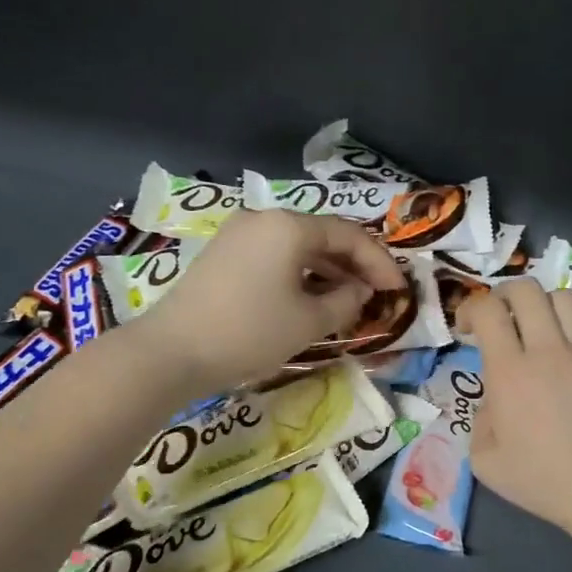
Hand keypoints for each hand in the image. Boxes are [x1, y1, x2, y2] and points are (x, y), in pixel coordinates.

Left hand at [141, 208, 405, 394]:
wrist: (172, 351)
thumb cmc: (250, 332)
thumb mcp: (309, 321)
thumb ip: (346, 301)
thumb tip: (359, 291)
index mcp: (289, 226)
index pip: (349, 235)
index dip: (379, 262)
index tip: (398, 290)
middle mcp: (264, 219)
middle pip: (322, 236)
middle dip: (354, 265)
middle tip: (377, 294)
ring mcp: (239, 235)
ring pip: (297, 247)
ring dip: (327, 271)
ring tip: (348, 301)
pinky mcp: (223, 255)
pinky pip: (274, 257)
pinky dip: (299, 274)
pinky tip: (310, 299)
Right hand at [462, 279, 571, 537]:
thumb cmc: (542, 480)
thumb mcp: (485, 461)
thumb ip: (479, 421)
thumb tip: (493, 402)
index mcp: (509, 371)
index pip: (487, 310)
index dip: (470, 309)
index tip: (467, 330)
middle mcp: (547, 350)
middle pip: (526, 290)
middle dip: (505, 295)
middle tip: (501, 318)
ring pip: (565, 298)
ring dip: (545, 306)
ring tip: (542, 328)